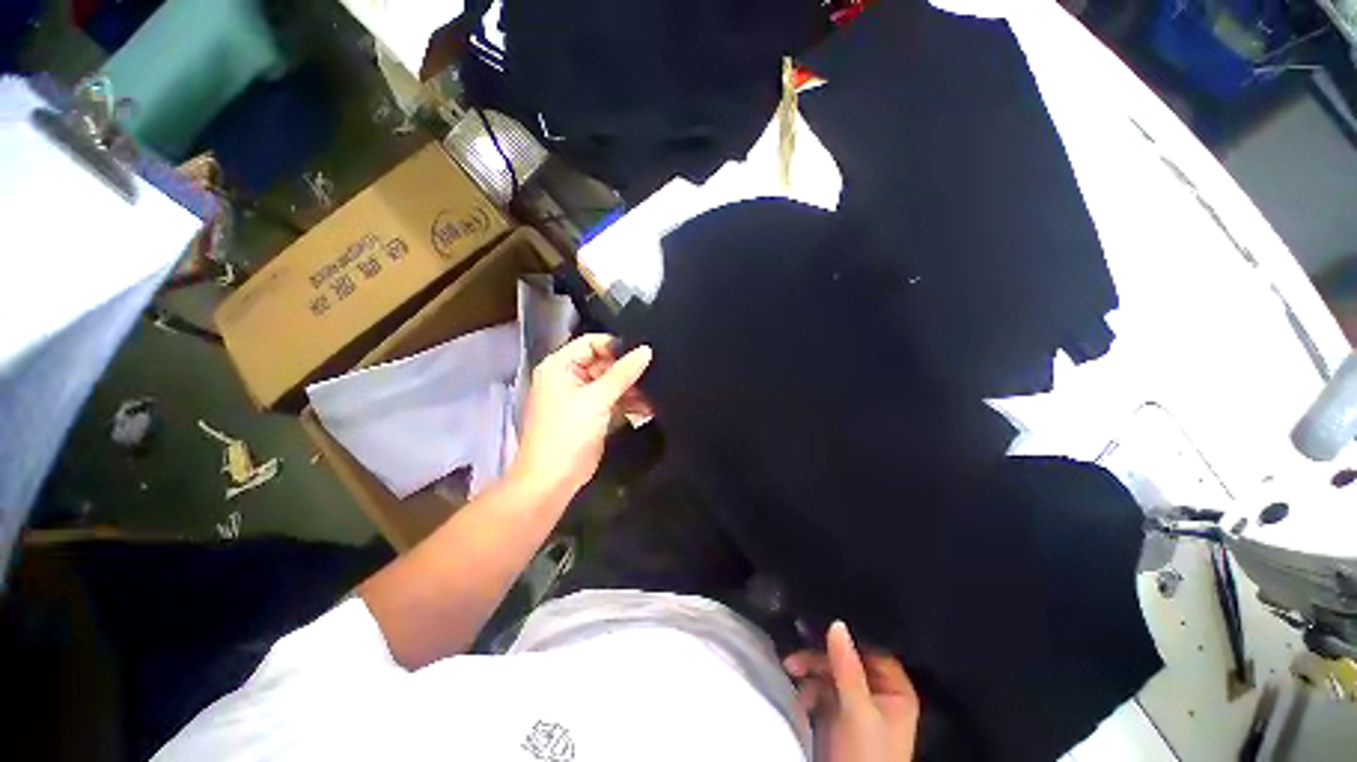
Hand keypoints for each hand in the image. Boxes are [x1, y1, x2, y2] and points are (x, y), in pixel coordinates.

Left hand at [511, 334, 652, 499]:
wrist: (553, 480)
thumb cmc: (567, 433)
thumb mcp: (596, 399)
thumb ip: (623, 373)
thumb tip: (646, 350)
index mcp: (559, 367)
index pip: (591, 343)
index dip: (616, 346)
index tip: (642, 353)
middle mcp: (568, 378)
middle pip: (603, 363)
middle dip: (627, 370)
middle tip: (655, 373)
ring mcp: (580, 398)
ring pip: (611, 383)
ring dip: (631, 388)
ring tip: (655, 392)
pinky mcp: (591, 415)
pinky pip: (613, 401)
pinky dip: (628, 403)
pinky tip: (649, 406)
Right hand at [784, 621, 919, 761]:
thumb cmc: (866, 756)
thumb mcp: (857, 711)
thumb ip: (847, 666)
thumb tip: (837, 623)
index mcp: (895, 691)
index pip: (872, 650)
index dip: (849, 637)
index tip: (821, 623)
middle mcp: (879, 693)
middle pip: (847, 659)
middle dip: (820, 657)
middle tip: (796, 654)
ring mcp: (858, 704)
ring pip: (832, 672)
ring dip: (810, 670)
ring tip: (790, 669)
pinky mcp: (840, 714)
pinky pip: (823, 689)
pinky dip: (810, 689)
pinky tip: (801, 696)